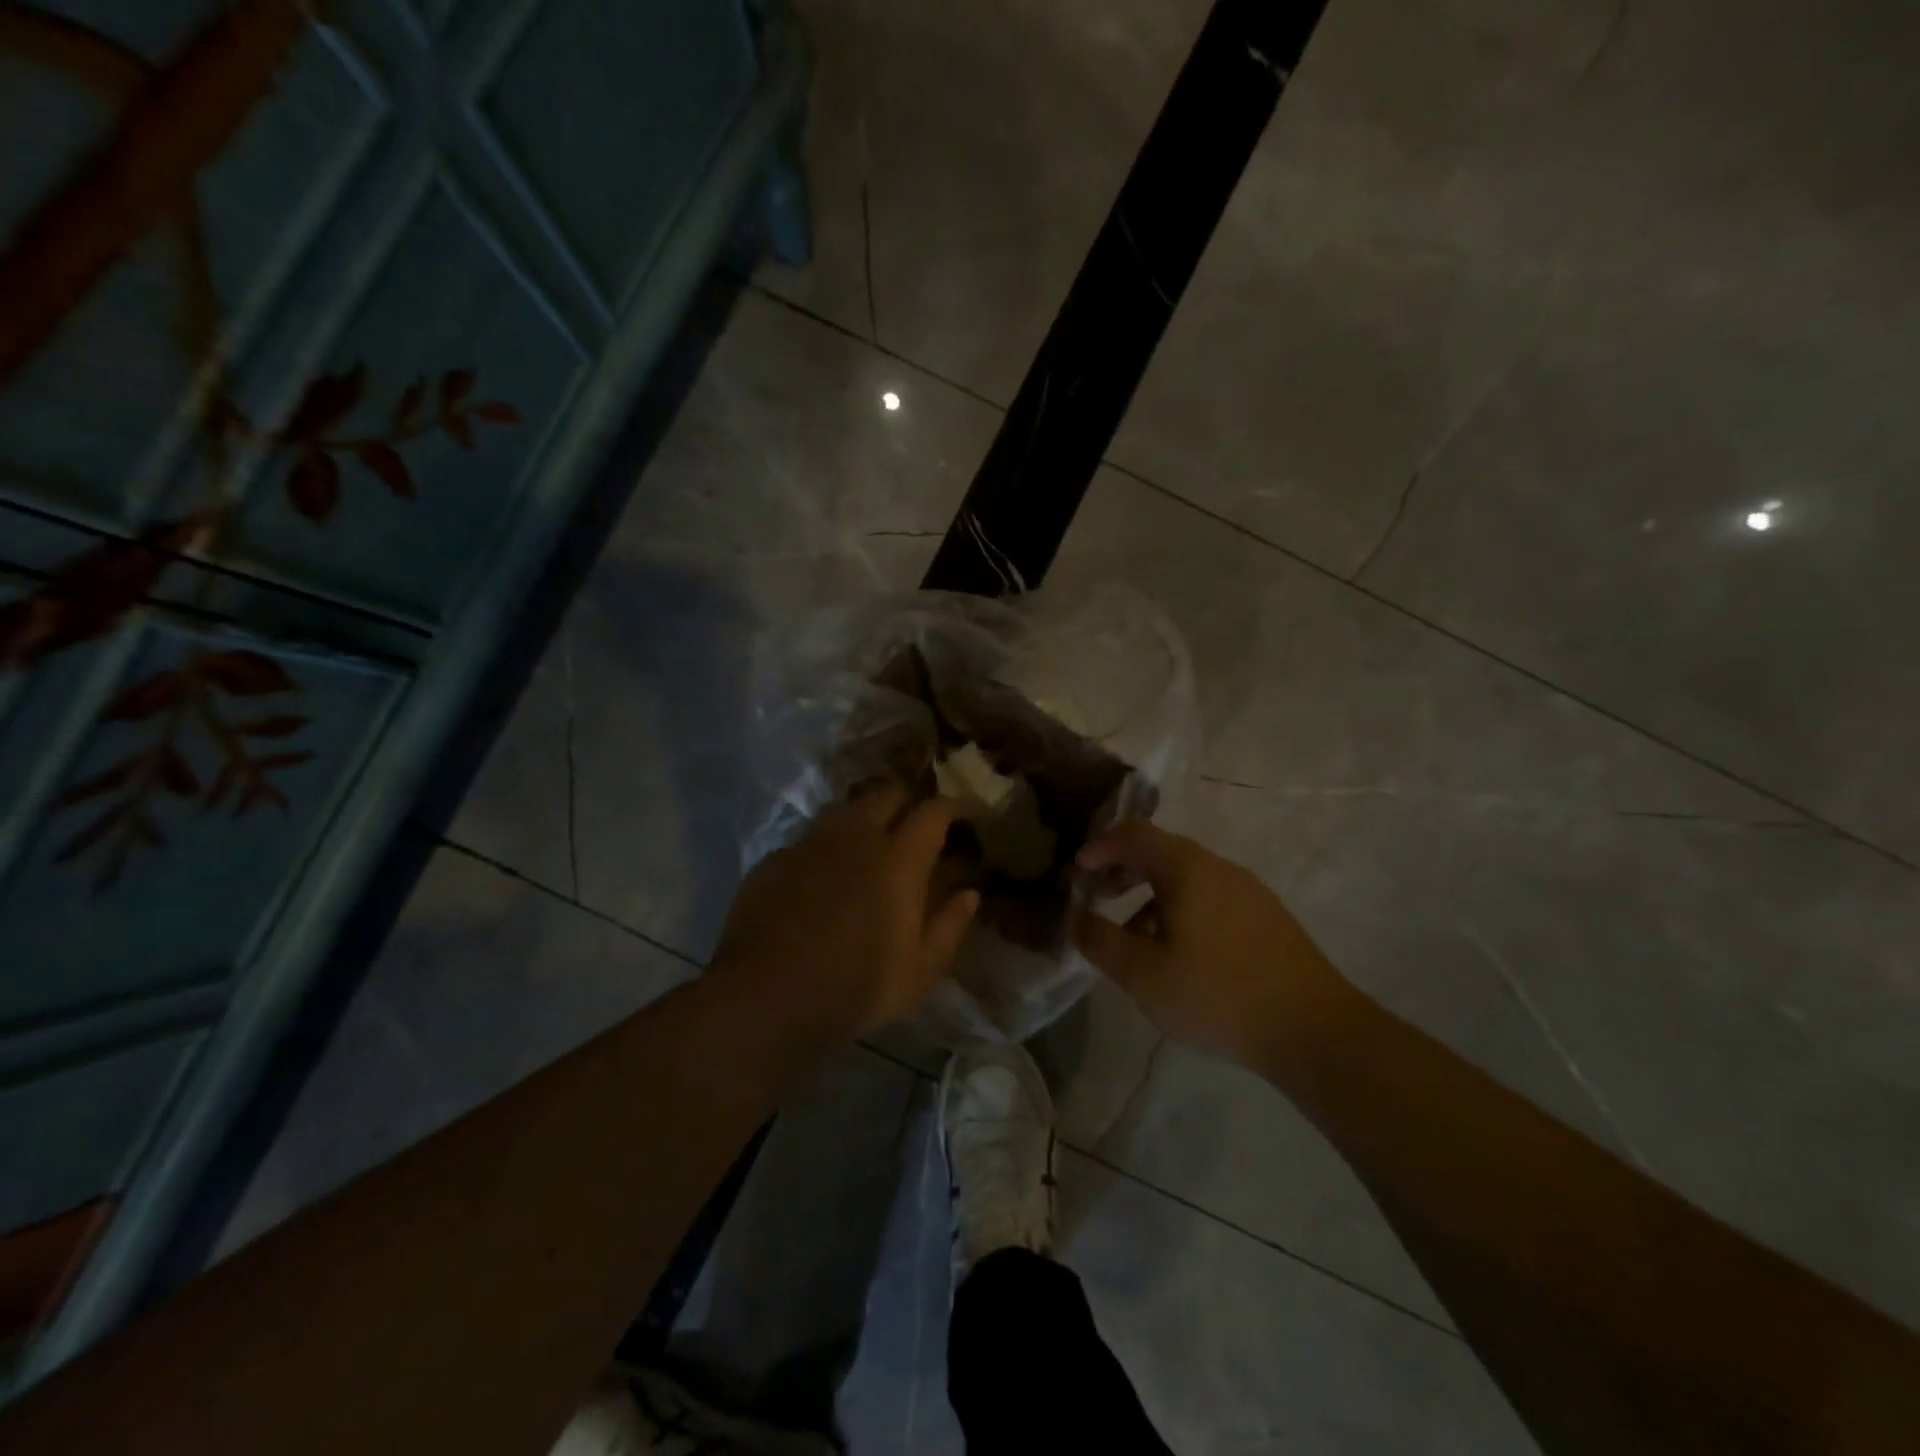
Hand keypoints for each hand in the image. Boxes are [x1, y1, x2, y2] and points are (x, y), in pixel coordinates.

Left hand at [713, 781, 979, 1037]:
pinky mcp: (775, 858)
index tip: (961, 814)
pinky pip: (809, 838)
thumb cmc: (855, 986)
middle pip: (887, 793)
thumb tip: (969, 894)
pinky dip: (825, 846)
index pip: (933, 811)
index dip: (951, 807)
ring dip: (864, 816)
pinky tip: (821, 874)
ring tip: (868, 841)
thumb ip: (949, 927)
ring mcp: (811, 843)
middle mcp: (856, 836)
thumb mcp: (919, 972)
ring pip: (845, 808)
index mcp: (899, 859)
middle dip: (906, 801)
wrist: (765, 995)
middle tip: (913, 825)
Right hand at [1073, 820, 1344, 1066]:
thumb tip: (1078, 919)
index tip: (1078, 872)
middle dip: (1123, 870)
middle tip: (1099, 897)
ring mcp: (1248, 891)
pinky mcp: (1267, 917)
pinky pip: (1211, 898)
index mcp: (1187, 868)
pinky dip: (1181, 909)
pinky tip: (1180, 955)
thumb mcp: (1143, 975)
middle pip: (1161, 851)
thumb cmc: (1217, 994)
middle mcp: (1219, 867)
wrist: (1314, 1029)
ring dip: (1151, 895)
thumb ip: (1100, 942)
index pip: (1133, 834)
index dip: (1100, 847)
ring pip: (1187, 878)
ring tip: (1136, 938)